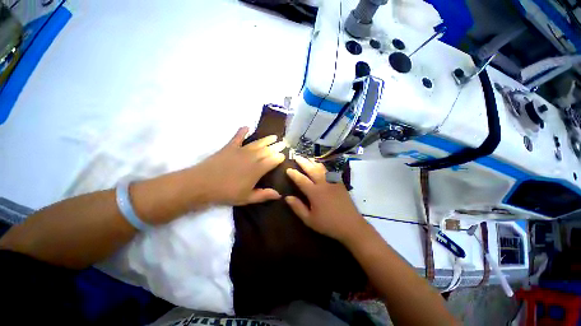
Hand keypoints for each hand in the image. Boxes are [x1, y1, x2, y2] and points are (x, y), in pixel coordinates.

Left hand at [196, 127, 285, 205]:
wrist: (202, 184)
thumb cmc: (227, 193)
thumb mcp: (247, 198)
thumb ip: (264, 195)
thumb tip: (279, 194)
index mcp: (257, 169)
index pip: (273, 160)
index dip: (279, 157)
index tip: (284, 155)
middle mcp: (252, 157)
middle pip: (267, 150)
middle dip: (276, 146)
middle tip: (283, 143)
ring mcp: (241, 150)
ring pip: (257, 143)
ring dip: (266, 139)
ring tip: (274, 136)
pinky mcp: (230, 146)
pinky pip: (237, 136)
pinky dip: (242, 131)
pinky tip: (247, 126)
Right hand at [285, 156, 368, 242]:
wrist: (351, 225)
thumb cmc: (328, 224)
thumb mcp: (309, 220)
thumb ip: (298, 207)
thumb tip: (287, 197)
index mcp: (315, 193)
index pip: (301, 180)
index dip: (294, 174)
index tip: (288, 169)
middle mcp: (323, 184)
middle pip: (312, 170)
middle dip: (303, 162)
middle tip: (297, 157)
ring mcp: (333, 182)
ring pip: (321, 168)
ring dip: (313, 162)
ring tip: (308, 158)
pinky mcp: (340, 183)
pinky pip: (330, 172)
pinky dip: (323, 167)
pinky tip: (321, 166)